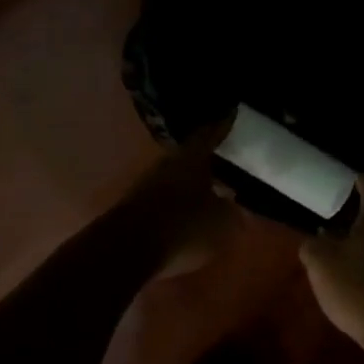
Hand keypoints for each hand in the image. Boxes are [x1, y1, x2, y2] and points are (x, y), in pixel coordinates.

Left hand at [120, 123, 240, 280]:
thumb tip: (234, 203)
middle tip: (225, 159)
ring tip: (211, 190)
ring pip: (176, 178)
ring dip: (192, 183)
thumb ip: (232, 211)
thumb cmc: (183, 227)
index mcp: (191, 158)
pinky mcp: (136, 207)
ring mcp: (148, 185)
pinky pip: (165, 199)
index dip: (222, 126)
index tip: (231, 114)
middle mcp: (167, 164)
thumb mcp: (222, 222)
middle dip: (207, 160)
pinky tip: (190, 213)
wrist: (128, 249)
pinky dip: (179, 203)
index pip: (210, 134)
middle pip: (190, 156)